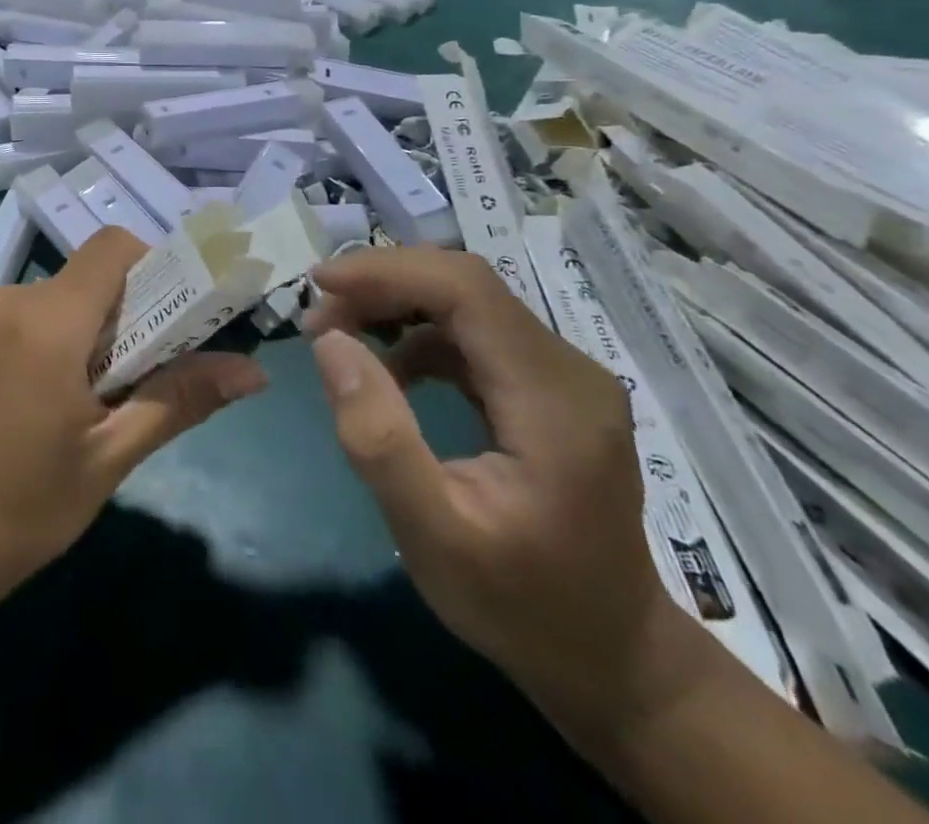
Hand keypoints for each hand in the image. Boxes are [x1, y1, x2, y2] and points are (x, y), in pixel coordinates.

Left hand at [0, 228, 268, 611]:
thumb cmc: (17, 512)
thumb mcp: (108, 459)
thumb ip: (179, 400)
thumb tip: (253, 372)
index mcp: (48, 320)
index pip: (114, 246)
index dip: (153, 266)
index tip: (169, 320)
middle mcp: (5, 300)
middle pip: (84, 278)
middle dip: (119, 316)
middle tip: (128, 383)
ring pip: (49, 301)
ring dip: (77, 334)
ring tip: (76, 408)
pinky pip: (13, 320)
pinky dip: (40, 343)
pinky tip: (28, 408)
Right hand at [303, 247, 706, 745]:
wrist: (611, 657)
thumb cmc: (519, 605)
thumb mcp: (433, 537)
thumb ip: (379, 437)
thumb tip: (329, 341)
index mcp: (554, 400)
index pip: (467, 290)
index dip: (388, 271)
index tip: (320, 284)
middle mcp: (570, 369)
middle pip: (466, 286)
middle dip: (383, 285)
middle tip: (317, 316)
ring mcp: (564, 374)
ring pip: (467, 303)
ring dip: (396, 306)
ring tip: (338, 335)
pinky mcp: (548, 385)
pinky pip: (474, 332)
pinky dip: (418, 334)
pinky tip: (388, 369)